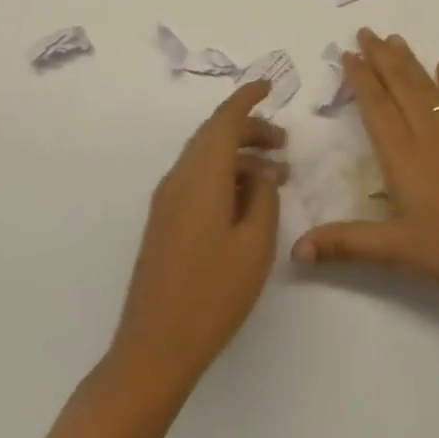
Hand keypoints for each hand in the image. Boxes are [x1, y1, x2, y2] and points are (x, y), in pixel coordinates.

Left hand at [110, 81, 286, 387]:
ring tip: (277, 175)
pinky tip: (249, 201)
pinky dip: (226, 176)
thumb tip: (262, 174)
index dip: (248, 97)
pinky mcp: (165, 224)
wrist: (153, 351)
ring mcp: (167, 202)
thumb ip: (264, 197)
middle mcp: (179, 179)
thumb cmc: (212, 293)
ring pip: (207, 158)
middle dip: (251, 130)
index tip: (270, 86)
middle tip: (285, 143)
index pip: (225, 119)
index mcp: (201, 175)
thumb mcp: (255, 243)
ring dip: (241, 157)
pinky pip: (198, 180)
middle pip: (215, 136)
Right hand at [292, 30, 438, 299]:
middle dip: (381, 57)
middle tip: (365, 31)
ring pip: (427, 87)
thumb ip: (346, 244)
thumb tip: (296, 248)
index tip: (348, 54)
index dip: (360, 79)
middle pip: (400, 86)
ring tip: (395, 38)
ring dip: (409, 61)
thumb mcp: (396, 251)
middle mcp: (426, 134)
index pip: (376, 107)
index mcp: (402, 155)